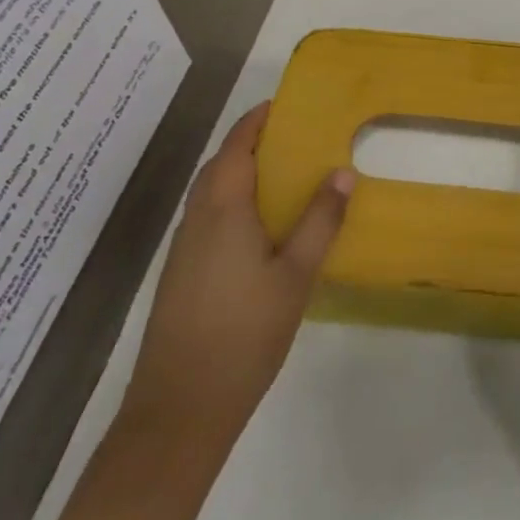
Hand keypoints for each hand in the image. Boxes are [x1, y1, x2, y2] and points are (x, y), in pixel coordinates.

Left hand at [118, 101, 353, 450]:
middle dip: (250, 143)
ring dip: (239, 173)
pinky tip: (260, 226)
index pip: (235, 146)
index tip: (286, 104)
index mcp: (222, 209)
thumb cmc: (243, 335)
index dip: (257, 120)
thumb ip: (319, 221)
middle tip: (293, 137)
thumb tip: (342, 172)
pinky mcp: (180, 276)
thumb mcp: (295, 275)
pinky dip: (232, 203)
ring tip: (283, 174)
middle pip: (219, 166)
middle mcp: (196, 220)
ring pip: (210, 194)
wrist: (177, 415)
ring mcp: (183, 250)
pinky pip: (208, 219)